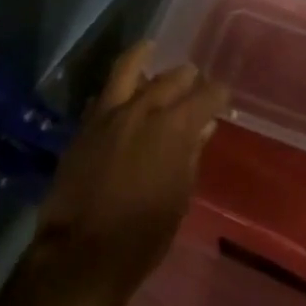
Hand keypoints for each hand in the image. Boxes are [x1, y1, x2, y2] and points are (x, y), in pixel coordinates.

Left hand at [27, 42, 228, 305]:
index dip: (218, 94)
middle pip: (169, 78)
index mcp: (174, 127)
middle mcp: (142, 110)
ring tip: (149, 51)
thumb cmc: (145, 231)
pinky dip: (116, 89)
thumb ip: (191, 152)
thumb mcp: (181, 193)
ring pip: (126, 71)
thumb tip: (202, 127)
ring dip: (142, 60)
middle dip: (186, 77)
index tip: (222, 96)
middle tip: (192, 78)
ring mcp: (107, 116)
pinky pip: (103, 96)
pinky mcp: (83, 129)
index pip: (206, 95)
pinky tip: (122, 93)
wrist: (82, 255)